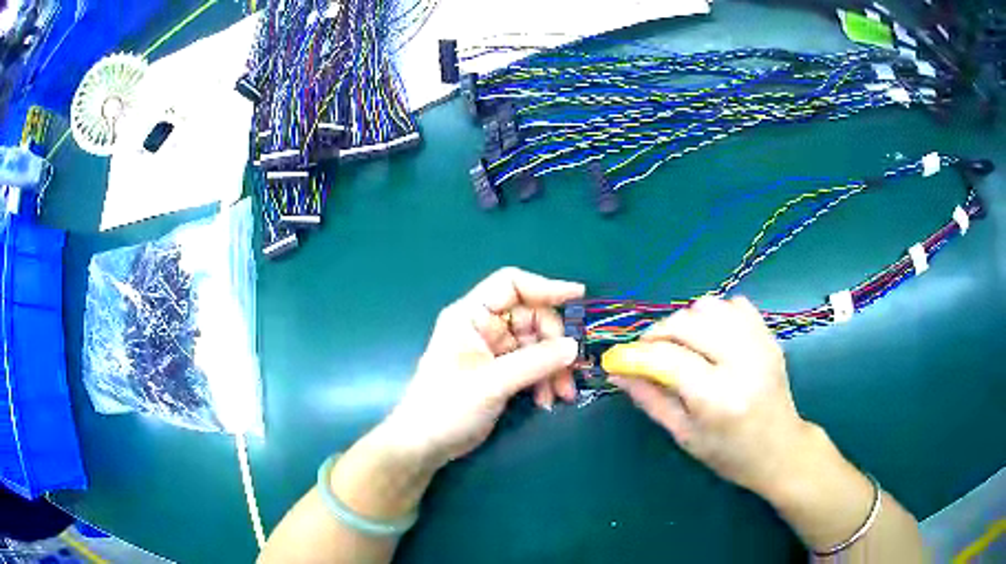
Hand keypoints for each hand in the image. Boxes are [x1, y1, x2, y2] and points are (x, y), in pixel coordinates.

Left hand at [378, 267, 583, 472]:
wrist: (425, 444)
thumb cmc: (447, 407)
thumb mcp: (492, 382)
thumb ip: (535, 362)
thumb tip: (575, 346)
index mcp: (471, 315)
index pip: (511, 284)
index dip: (545, 286)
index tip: (578, 296)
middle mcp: (483, 326)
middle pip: (532, 317)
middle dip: (555, 343)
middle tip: (571, 370)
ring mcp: (493, 350)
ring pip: (537, 344)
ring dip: (554, 366)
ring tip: (562, 395)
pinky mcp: (501, 372)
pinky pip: (532, 365)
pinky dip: (544, 379)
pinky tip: (546, 400)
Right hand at [603, 296, 815, 496]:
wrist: (780, 449)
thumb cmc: (728, 453)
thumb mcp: (683, 434)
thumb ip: (650, 398)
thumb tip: (618, 371)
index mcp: (717, 397)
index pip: (667, 358)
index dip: (635, 354)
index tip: (616, 358)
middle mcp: (741, 362)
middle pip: (687, 322)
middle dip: (658, 333)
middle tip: (647, 352)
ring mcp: (759, 343)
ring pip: (709, 306)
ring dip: (685, 321)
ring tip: (681, 345)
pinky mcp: (769, 335)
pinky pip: (734, 304)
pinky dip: (715, 314)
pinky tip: (710, 337)